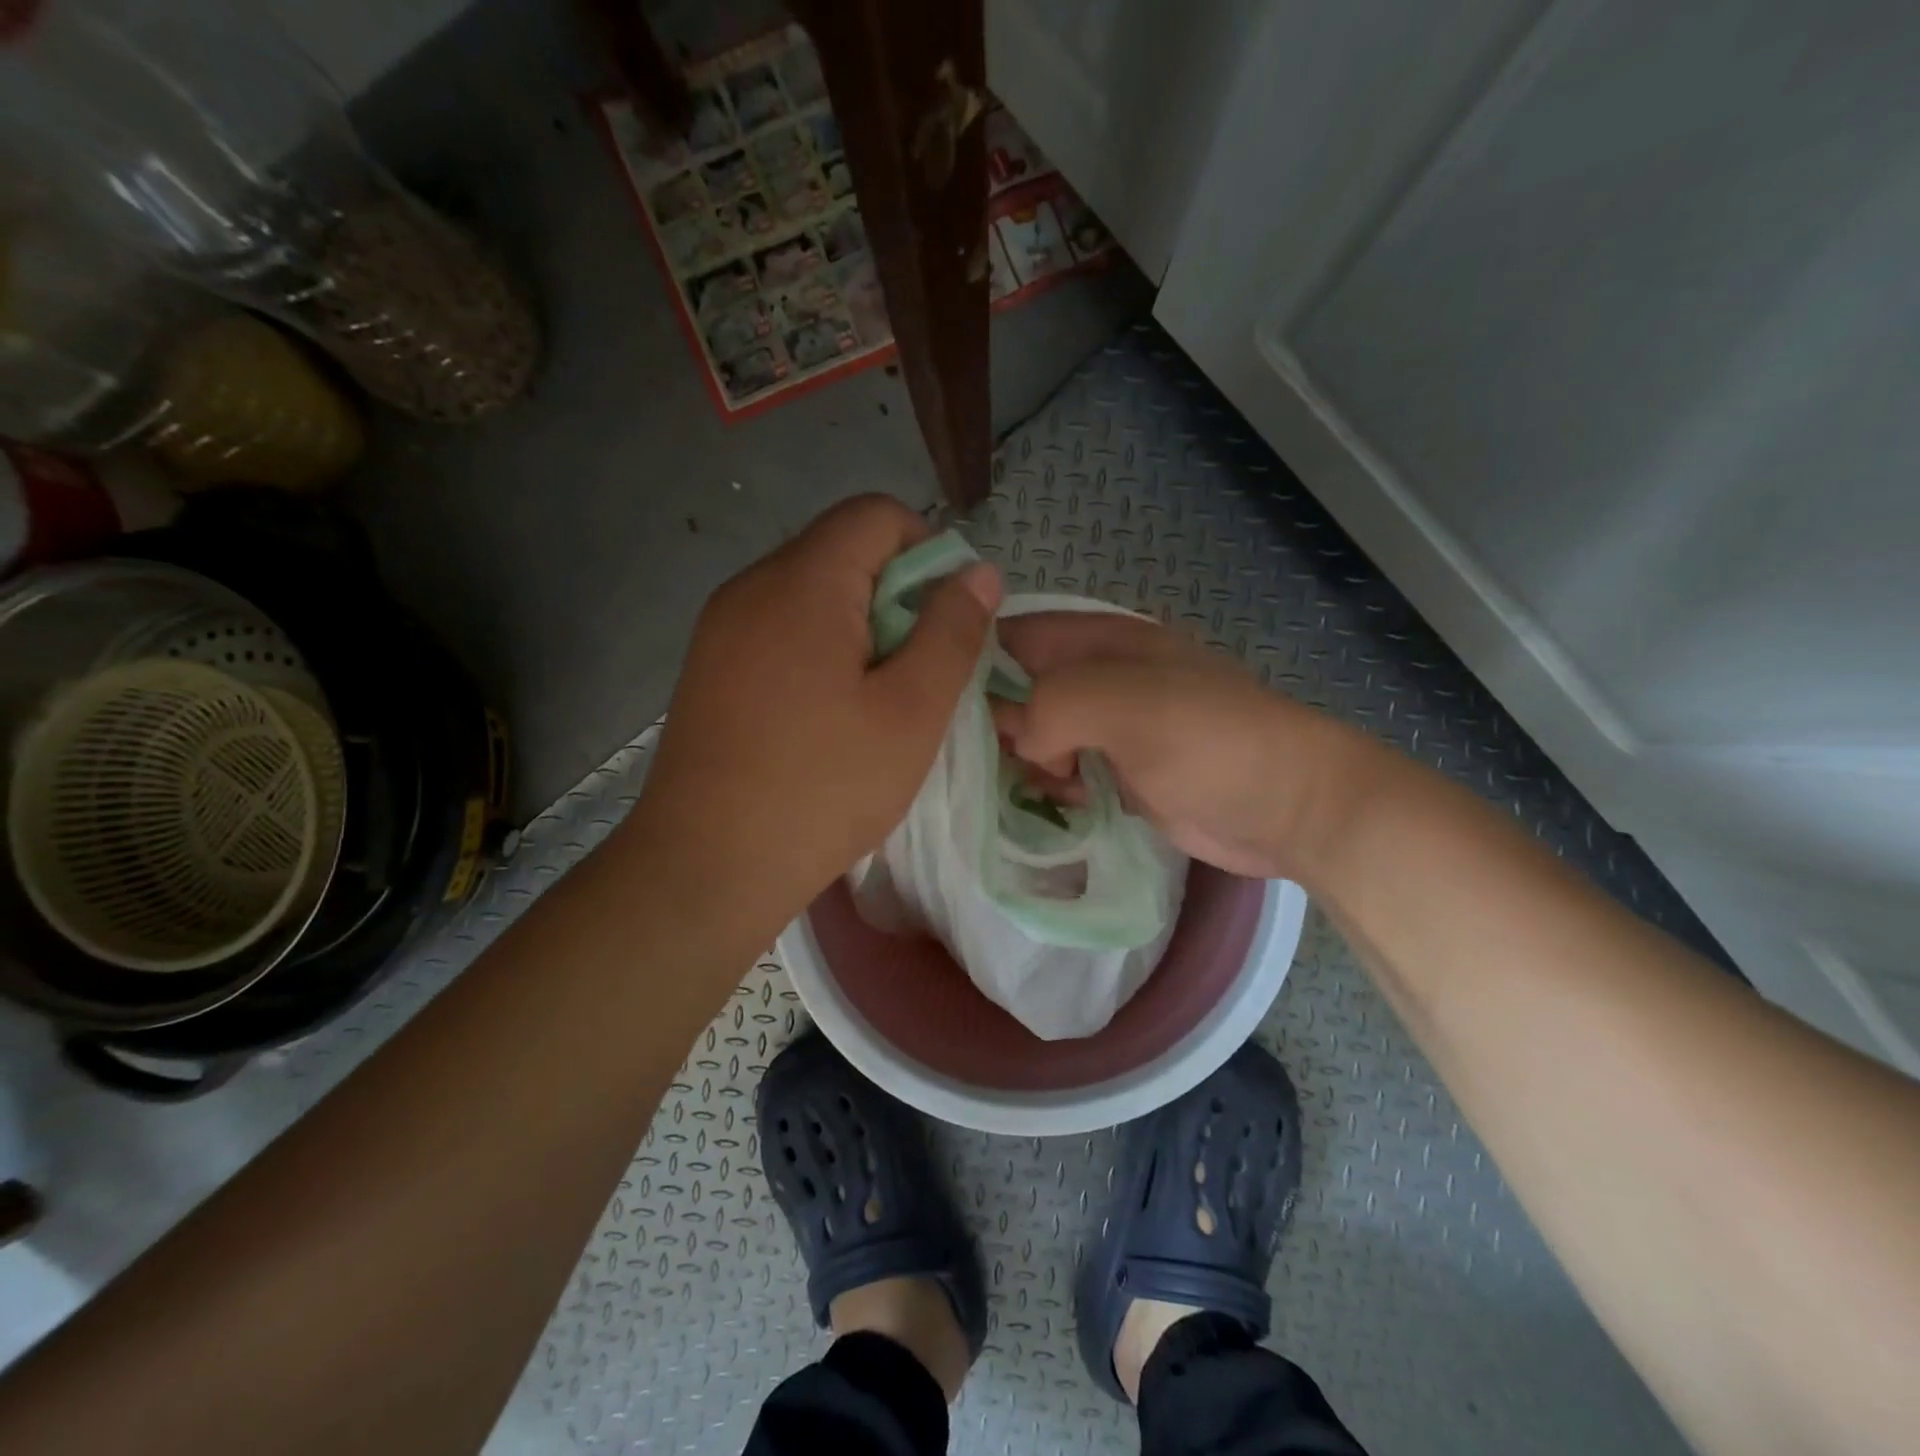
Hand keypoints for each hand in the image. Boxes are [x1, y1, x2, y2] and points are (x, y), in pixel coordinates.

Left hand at [632, 495, 1000, 934]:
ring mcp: (720, 628)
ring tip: (878, 701)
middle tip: (919, 672)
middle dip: (896, 596)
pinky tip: (828, 717)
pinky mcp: (708, 668)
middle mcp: (751, 586)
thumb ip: (952, 632)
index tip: (948, 620)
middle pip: (841, 550)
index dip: (929, 551)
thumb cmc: (822, 789)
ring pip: (810, 594)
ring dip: (860, 628)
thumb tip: (978, 572)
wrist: (705, 869)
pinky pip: (778, 630)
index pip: (876, 514)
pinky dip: (819, 651)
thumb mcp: (911, 712)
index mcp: (803, 583)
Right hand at [994, 613, 1376, 883]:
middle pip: (1021, 688)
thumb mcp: (1127, 704)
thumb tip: (1022, 739)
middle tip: (981, 760)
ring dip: (1024, 760)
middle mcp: (1101, 678)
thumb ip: (1054, 705)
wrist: (1290, 807)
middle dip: (996, 721)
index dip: (973, 658)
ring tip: (1034, 784)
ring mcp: (1112, 728)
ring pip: (1038, 735)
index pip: (1015, 633)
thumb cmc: (1211, 741)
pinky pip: (1064, 772)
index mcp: (1102, 641)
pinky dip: (1051, 787)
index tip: (938, 703)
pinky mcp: (1121, 774)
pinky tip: (1057, 803)